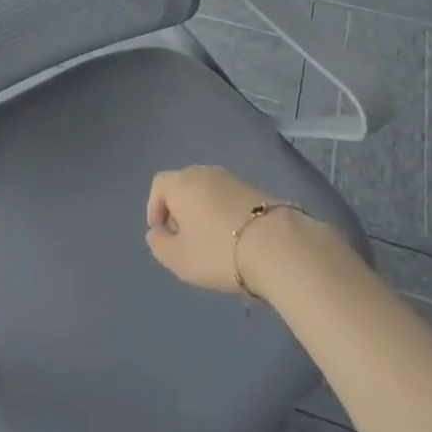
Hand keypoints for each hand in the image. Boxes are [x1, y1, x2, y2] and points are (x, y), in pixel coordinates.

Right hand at [146, 165, 305, 296]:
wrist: (277, 244)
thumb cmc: (218, 251)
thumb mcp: (179, 258)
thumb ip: (159, 245)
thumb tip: (157, 232)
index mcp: (181, 183)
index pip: (159, 185)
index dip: (155, 208)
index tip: (162, 234)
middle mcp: (205, 173)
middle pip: (183, 185)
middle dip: (179, 210)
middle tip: (184, 239)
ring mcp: (233, 178)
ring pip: (207, 191)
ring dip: (202, 211)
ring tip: (210, 241)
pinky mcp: (256, 189)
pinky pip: (228, 197)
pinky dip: (224, 213)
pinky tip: (233, 238)